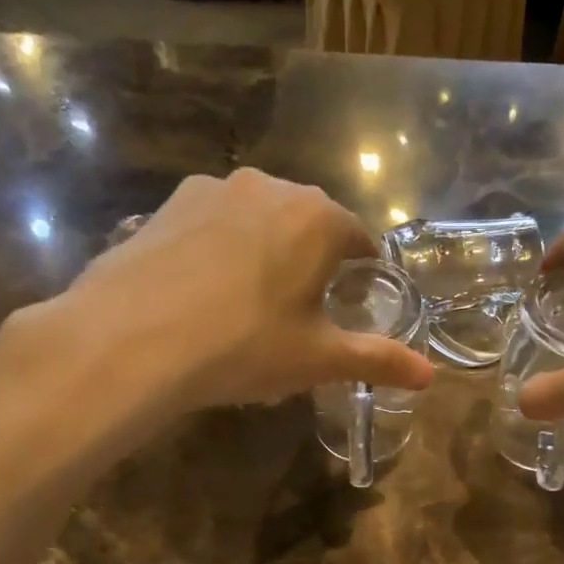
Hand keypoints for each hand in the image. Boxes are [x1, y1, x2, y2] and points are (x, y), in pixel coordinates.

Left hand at [7, 169, 433, 411]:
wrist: (131, 340)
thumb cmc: (244, 346)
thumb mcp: (319, 359)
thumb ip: (379, 360)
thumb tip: (432, 375)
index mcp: (317, 218)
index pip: (358, 240)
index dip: (361, 274)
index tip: (352, 305)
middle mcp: (269, 187)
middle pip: (308, 223)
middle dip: (313, 261)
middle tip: (300, 313)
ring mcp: (211, 190)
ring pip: (257, 221)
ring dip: (265, 252)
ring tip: (249, 306)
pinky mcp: (165, 205)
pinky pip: (211, 227)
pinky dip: (219, 253)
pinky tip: (202, 296)